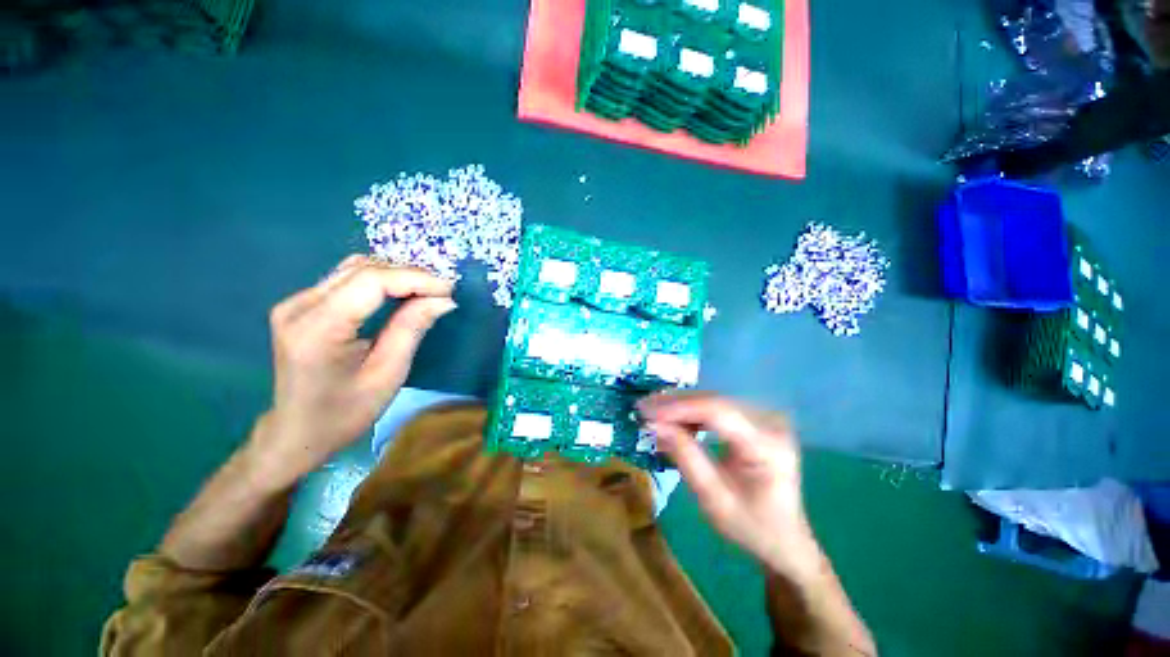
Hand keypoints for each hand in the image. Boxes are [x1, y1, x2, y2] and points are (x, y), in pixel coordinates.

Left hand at [247, 255, 455, 487]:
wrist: (298, 432)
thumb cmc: (345, 413)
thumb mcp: (388, 374)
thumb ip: (412, 329)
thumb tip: (443, 300)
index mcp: (317, 329)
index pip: (371, 281)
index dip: (415, 279)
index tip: (448, 289)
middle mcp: (299, 306)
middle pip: (363, 269)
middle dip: (409, 275)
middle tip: (442, 292)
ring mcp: (296, 303)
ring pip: (354, 268)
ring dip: (396, 274)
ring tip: (427, 290)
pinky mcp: (301, 305)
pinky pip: (346, 279)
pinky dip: (379, 280)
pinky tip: (400, 292)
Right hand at [639, 393, 818, 575]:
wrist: (785, 539)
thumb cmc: (751, 527)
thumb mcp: (713, 500)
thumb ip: (685, 457)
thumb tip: (653, 424)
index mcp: (768, 446)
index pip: (718, 413)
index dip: (679, 408)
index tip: (647, 412)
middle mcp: (771, 423)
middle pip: (715, 401)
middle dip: (675, 404)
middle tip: (642, 408)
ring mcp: (765, 418)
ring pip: (713, 400)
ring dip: (680, 406)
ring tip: (652, 412)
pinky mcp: (756, 420)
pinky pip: (718, 408)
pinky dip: (692, 413)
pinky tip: (673, 419)